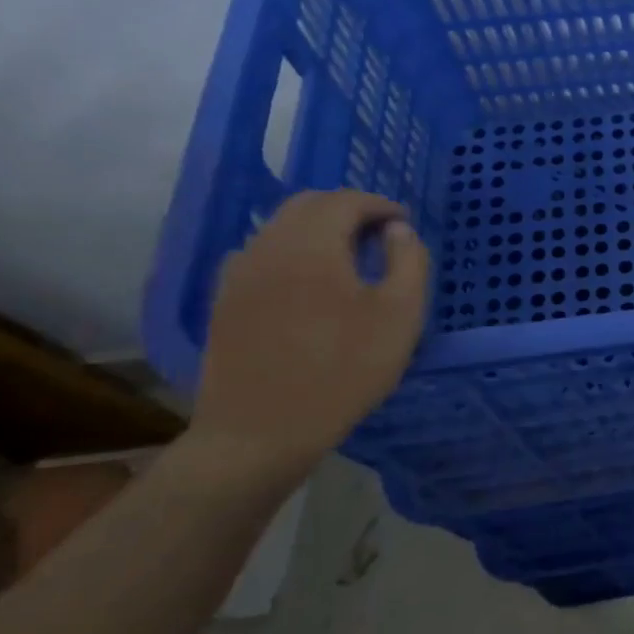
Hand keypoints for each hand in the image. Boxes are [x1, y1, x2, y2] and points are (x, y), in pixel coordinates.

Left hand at [190, 190, 429, 481]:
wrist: (260, 433)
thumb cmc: (343, 371)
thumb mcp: (401, 316)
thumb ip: (409, 261)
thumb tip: (398, 230)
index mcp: (311, 246)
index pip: (345, 201)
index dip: (380, 205)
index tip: (404, 223)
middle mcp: (267, 248)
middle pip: (307, 205)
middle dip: (348, 210)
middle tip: (381, 234)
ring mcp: (238, 275)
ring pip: (280, 228)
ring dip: (319, 229)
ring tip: (351, 257)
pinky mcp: (225, 302)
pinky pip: (262, 255)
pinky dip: (293, 252)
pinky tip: (311, 283)